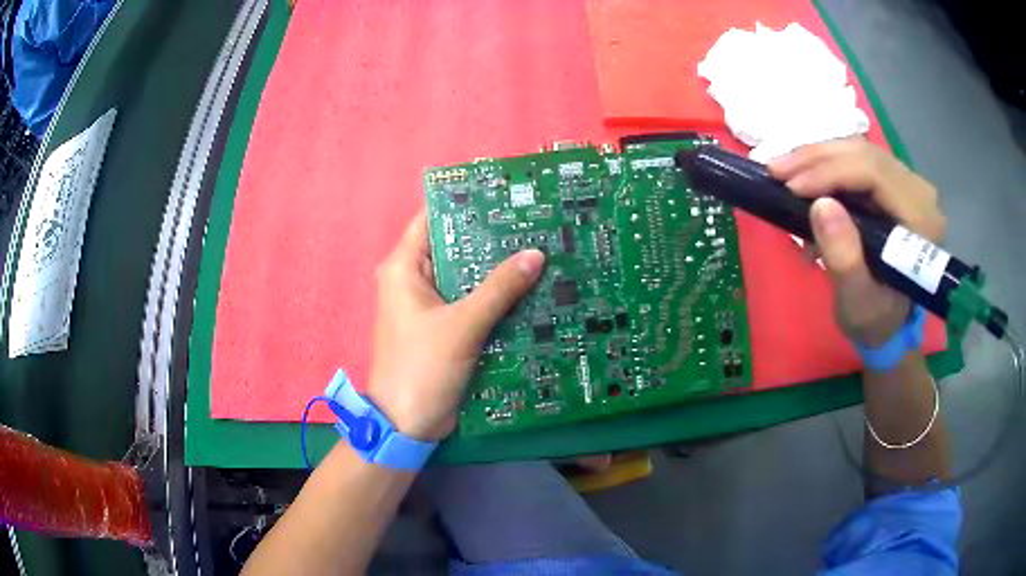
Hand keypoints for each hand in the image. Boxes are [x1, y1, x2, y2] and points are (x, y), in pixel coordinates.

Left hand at [367, 210, 544, 440]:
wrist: (408, 424)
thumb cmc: (422, 368)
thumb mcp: (461, 325)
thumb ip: (499, 289)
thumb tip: (535, 254)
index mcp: (404, 268)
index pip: (432, 219)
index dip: (464, 203)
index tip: (502, 193)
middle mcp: (413, 280)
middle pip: (454, 247)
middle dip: (489, 238)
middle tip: (532, 221)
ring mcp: (430, 305)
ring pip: (466, 276)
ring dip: (495, 269)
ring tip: (538, 249)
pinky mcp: (444, 327)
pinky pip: (471, 301)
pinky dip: (494, 296)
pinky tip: (528, 288)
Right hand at [768, 138, 946, 346]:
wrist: (889, 322)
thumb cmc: (876, 319)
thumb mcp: (858, 302)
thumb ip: (845, 258)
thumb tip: (820, 205)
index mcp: (920, 222)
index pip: (875, 174)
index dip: (831, 171)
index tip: (790, 186)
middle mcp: (919, 193)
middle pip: (864, 154)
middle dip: (817, 158)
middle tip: (775, 170)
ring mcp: (908, 184)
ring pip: (858, 150)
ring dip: (817, 157)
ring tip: (782, 169)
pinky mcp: (894, 183)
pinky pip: (857, 159)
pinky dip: (826, 163)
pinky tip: (803, 172)